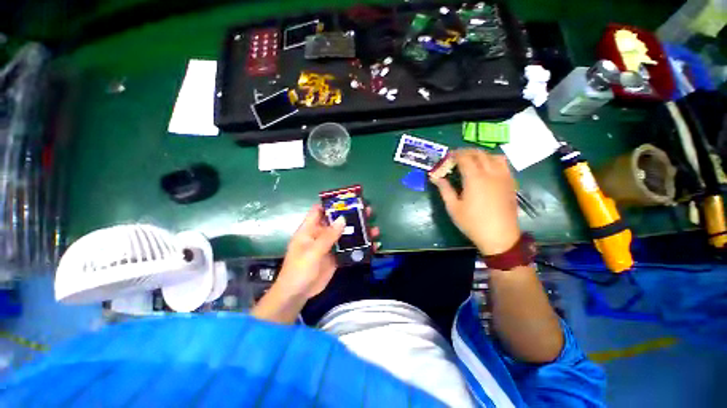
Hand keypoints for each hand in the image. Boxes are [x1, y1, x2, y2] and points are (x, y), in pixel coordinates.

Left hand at [276, 204, 378, 299]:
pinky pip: (349, 248)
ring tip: (374, 228)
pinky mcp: (336, 256)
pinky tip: (373, 245)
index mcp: (310, 229)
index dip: (331, 204)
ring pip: (345, 234)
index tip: (347, 200)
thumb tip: (342, 218)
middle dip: (351, 215)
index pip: (319, 210)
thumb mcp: (313, 251)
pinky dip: (359, 246)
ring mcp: (329, 245)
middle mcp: (320, 234)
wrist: (298, 294)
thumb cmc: (299, 269)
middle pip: (336, 221)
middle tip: (367, 211)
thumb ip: (328, 236)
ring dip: (358, 231)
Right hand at [431, 149, 519, 255]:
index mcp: (474, 178)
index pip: (464, 158)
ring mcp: (503, 177)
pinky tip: (487, 169)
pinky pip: (504, 164)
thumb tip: (434, 177)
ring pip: (493, 156)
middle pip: (479, 154)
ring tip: (472, 161)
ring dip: (481, 154)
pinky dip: (493, 160)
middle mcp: (490, 173)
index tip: (447, 157)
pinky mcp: (511, 183)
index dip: (455, 154)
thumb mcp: (453, 207)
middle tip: (456, 157)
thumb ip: (444, 189)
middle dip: (466, 152)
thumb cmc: (472, 223)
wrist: (499, 236)